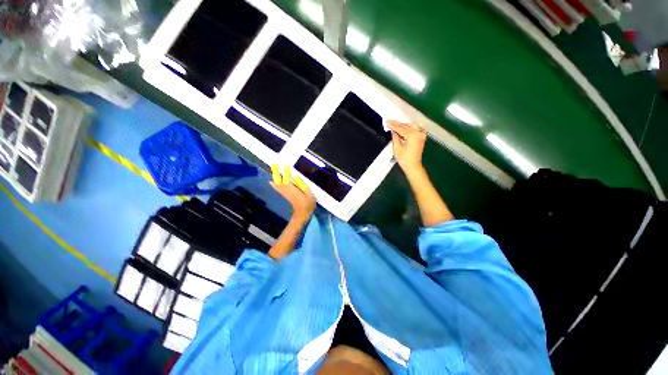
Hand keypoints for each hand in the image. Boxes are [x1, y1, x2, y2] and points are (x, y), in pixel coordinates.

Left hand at [270, 164, 315, 219]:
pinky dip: (274, 184)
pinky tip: (272, 182)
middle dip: (276, 172)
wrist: (302, 214)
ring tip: (272, 169)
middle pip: (279, 180)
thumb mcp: (309, 193)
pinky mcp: (285, 195)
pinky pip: (278, 188)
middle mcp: (287, 190)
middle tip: (273, 164)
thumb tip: (296, 176)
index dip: (285, 171)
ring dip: (275, 177)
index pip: (287, 177)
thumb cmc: (308, 204)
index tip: (283, 163)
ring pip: (277, 184)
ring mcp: (285, 193)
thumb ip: (302, 184)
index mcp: (293, 188)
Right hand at [388, 120, 426, 173]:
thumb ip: (395, 137)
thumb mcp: (397, 148)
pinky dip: (410, 127)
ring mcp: (421, 135)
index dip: (393, 125)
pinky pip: (416, 129)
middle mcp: (418, 133)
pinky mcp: (421, 137)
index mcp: (412, 136)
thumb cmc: (404, 159)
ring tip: (395, 124)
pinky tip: (405, 126)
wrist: (413, 166)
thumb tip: (393, 130)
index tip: (387, 121)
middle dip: (398, 124)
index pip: (401, 128)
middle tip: (390, 121)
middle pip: (406, 126)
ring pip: (411, 126)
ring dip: (403, 125)